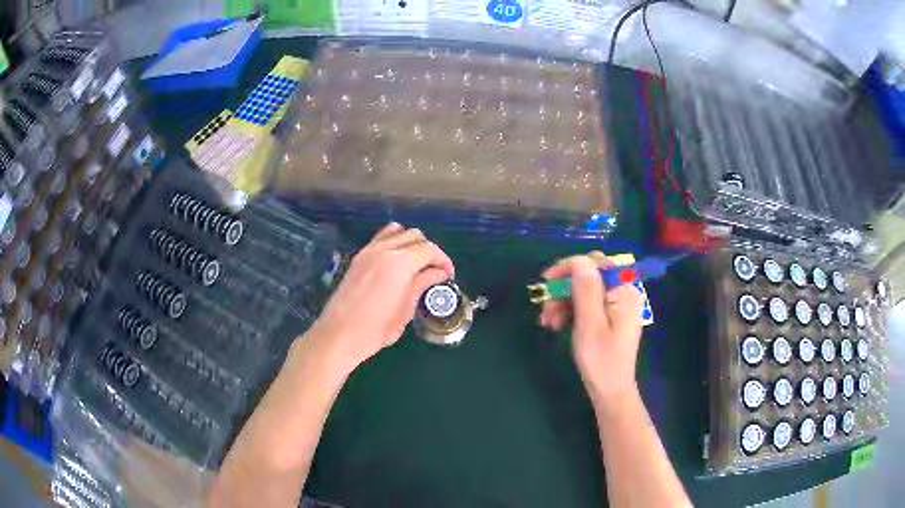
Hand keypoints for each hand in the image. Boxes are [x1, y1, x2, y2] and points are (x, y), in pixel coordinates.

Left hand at [304, 222, 454, 375]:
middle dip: (429, 250)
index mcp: (400, 263)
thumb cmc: (376, 329)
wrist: (339, 334)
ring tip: (415, 263)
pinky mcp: (358, 257)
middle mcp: (384, 249)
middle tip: (434, 271)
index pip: (429, 249)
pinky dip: (393, 243)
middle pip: (415, 235)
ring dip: (410, 242)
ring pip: (396, 231)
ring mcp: (368, 251)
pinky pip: (380, 239)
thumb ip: (422, 284)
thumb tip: (439, 273)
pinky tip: (395, 264)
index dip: (444, 260)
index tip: (448, 275)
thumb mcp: (406, 309)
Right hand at [539, 253, 644, 405]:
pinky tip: (557, 325)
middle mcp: (623, 292)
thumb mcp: (590, 324)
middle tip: (545, 308)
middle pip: (589, 276)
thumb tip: (578, 260)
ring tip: (549, 323)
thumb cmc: (601, 361)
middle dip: (564, 288)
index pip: (596, 263)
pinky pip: (587, 303)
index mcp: (624, 291)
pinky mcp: (610, 316)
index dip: (570, 267)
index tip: (546, 281)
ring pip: (584, 290)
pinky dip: (570, 310)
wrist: (610, 392)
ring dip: (563, 301)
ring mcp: (617, 305)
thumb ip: (586, 290)